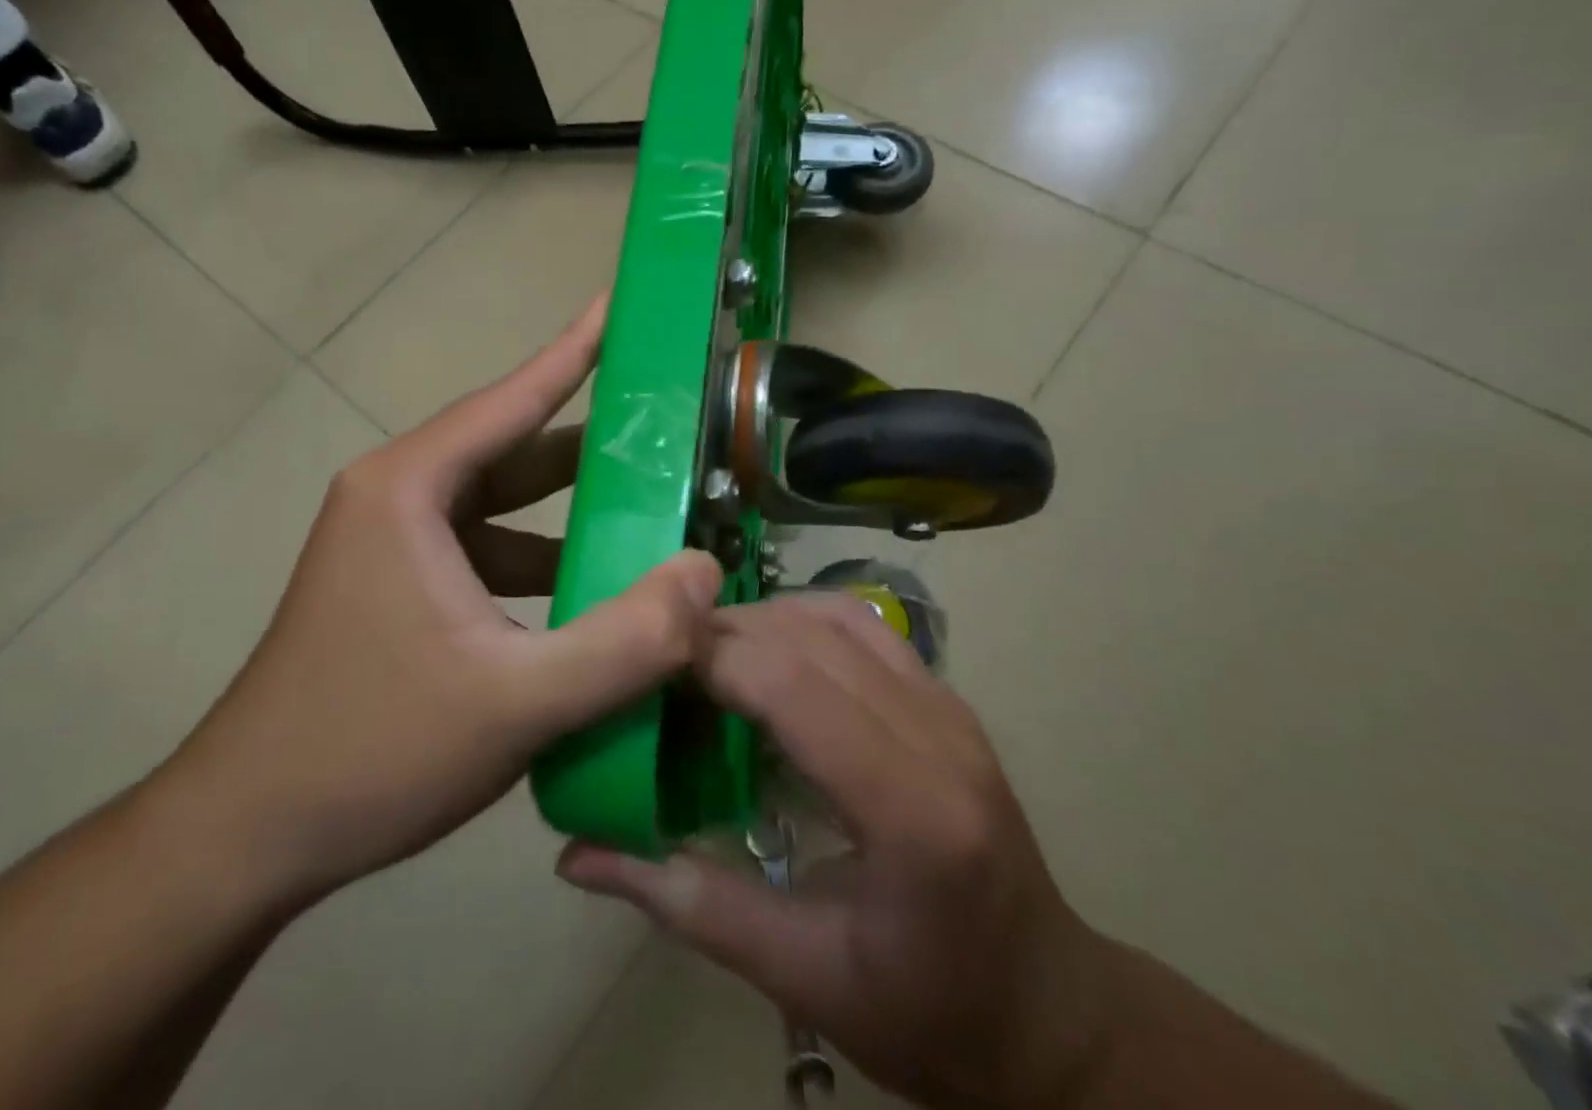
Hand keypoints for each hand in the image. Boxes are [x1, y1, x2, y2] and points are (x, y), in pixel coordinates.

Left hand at [156, 298, 723, 913]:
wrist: (245, 836)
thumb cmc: (371, 751)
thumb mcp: (517, 701)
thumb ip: (625, 640)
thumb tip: (706, 574)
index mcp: (409, 489)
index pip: (511, 400)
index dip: (573, 352)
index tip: (618, 305)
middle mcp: (396, 497)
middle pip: (511, 451)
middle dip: (590, 444)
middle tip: (670, 430)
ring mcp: (392, 543)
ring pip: (500, 506)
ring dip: (569, 511)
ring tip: (651, 513)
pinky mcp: (396, 586)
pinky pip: (484, 550)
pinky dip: (539, 559)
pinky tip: (590, 593)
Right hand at [557, 592, 1115, 1108]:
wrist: (1051, 1014)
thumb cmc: (930, 1013)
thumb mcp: (803, 978)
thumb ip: (690, 905)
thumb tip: (578, 857)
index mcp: (910, 810)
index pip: (792, 687)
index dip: (711, 659)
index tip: (645, 668)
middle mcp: (938, 734)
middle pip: (808, 638)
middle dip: (724, 632)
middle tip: (660, 662)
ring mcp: (950, 706)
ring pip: (837, 616)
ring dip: (762, 618)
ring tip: (707, 656)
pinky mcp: (947, 698)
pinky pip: (864, 627)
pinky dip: (803, 621)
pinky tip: (768, 656)